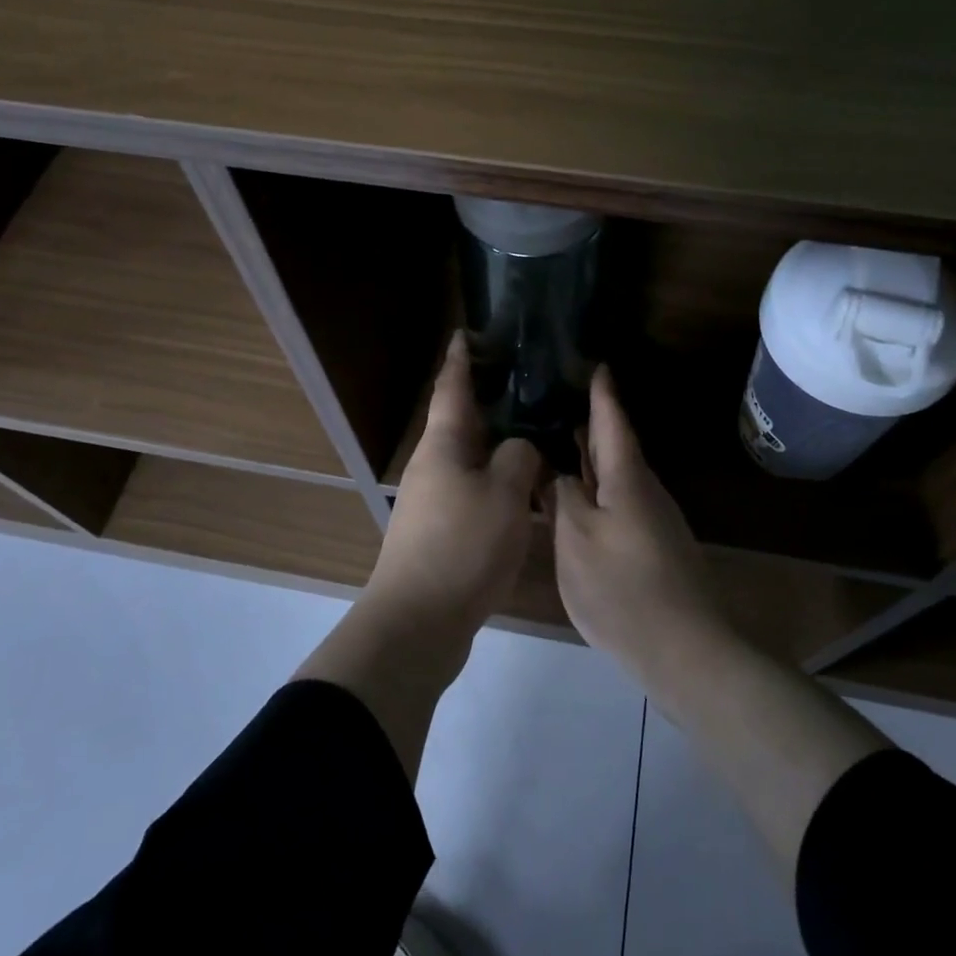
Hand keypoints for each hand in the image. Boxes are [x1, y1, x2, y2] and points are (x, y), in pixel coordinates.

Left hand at [367, 330, 541, 637]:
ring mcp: (434, 500)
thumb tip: (520, 449)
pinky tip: (526, 490)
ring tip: (536, 433)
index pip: (452, 388)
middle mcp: (434, 465)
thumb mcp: (504, 494)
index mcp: (444, 445)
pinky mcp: (442, 531)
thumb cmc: (462, 546)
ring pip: (471, 459)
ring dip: (498, 445)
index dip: (461, 359)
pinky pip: (474, 491)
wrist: (419, 622)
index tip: (467, 333)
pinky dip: (498, 481)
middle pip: (462, 422)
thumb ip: (519, 458)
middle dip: (488, 400)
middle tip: (525, 382)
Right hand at [550, 366, 733, 687]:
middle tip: (560, 400)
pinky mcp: (652, 546)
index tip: (596, 363)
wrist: (684, 648)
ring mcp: (652, 519)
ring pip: (617, 476)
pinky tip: (579, 497)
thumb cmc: (622, 587)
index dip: (602, 393)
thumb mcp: (577, 539)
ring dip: (591, 458)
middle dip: (591, 423)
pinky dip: (597, 488)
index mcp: (626, 478)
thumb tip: (556, 472)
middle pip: (615, 447)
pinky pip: (618, 501)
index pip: (612, 422)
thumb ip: (563, 498)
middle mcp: (644, 490)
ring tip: (560, 442)